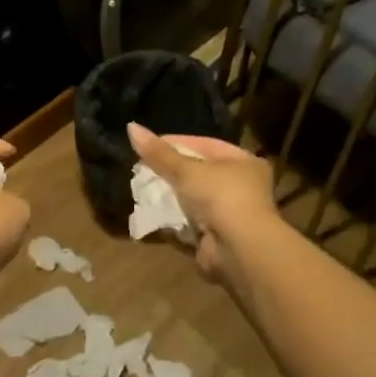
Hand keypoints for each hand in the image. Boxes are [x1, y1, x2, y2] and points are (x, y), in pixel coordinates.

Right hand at [128, 123, 282, 290]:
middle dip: (171, 171)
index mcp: (244, 162)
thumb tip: (131, 127)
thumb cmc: (221, 197)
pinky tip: (151, 212)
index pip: (206, 144)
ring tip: (142, 188)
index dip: (177, 142)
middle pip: (199, 172)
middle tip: (142, 167)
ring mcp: (230, 214)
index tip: (149, 144)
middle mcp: (241, 186)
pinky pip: (189, 222)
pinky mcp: (217, 237)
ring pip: (193, 198)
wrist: (240, 249)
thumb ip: (159, 153)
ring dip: (170, 196)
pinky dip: (173, 218)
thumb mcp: (187, 170)